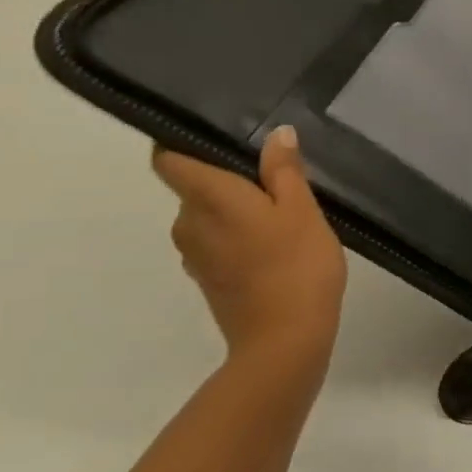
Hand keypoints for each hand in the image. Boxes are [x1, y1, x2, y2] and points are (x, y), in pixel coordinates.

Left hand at [152, 125, 346, 371]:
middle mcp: (187, 222)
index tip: (221, 136)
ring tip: (283, 212)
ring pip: (209, 216)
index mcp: (207, 198)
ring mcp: (194, 254)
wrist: (285, 337)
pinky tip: (276, 245)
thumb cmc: (296, 265)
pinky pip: (217, 242)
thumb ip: (285, 170)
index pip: (168, 158)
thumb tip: (276, 134)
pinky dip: (240, 236)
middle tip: (277, 177)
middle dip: (228, 178)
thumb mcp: (303, 210)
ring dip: (237, 210)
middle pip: (194, 187)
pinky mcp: (209, 278)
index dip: (184, 142)